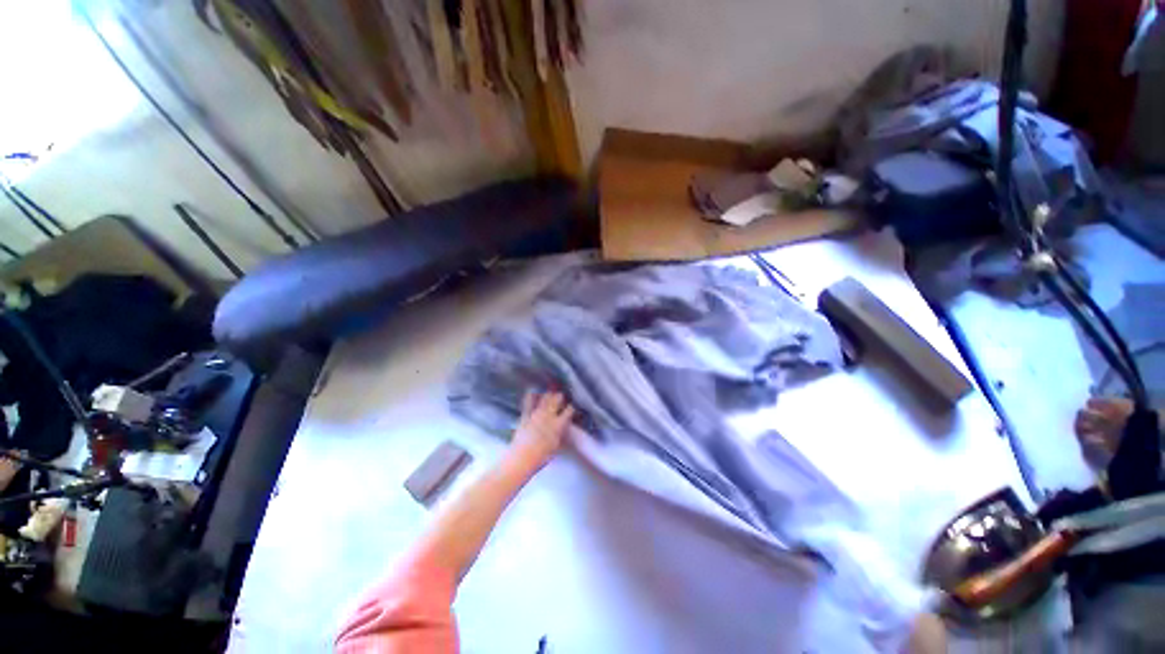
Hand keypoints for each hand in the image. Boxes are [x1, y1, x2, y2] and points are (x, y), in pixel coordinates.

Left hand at [508, 391, 574, 470]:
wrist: (522, 458)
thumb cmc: (541, 456)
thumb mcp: (556, 447)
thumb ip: (561, 435)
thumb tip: (564, 430)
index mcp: (558, 424)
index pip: (568, 411)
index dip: (571, 408)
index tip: (572, 407)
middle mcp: (549, 416)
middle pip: (556, 401)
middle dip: (560, 397)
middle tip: (561, 395)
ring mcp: (536, 414)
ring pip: (544, 400)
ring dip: (548, 395)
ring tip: (550, 392)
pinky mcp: (525, 416)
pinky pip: (528, 404)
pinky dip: (530, 397)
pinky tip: (531, 391)